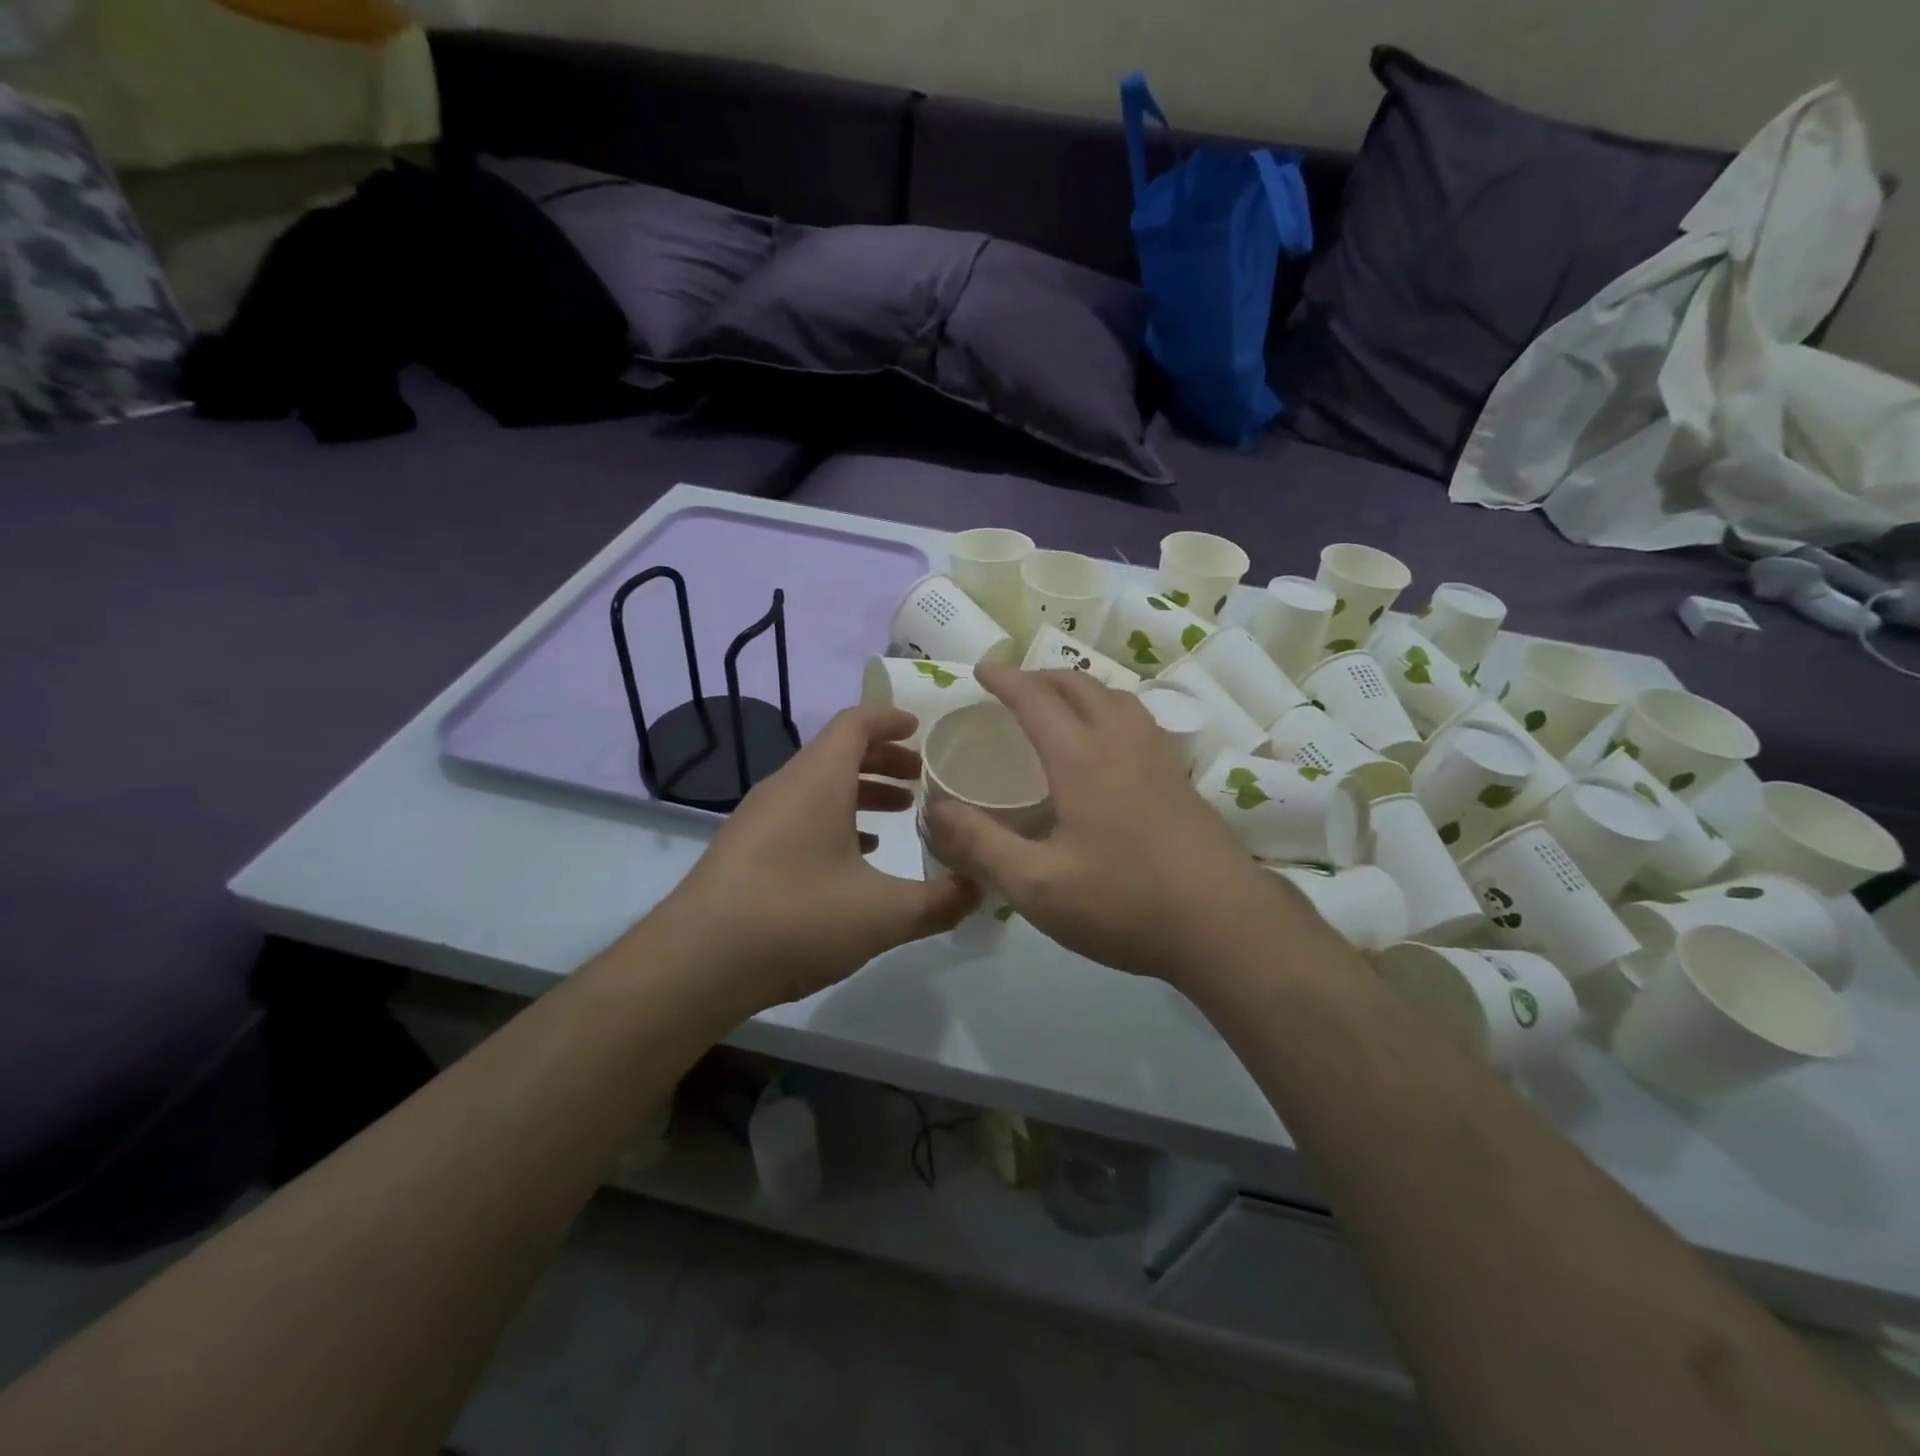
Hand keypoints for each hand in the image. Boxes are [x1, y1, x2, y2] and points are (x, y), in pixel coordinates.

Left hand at [661, 705, 977, 1011]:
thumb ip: (939, 901)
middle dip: (884, 760)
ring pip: (818, 787)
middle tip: (922, 779)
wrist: (694, 964)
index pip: (855, 724)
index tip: (922, 730)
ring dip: (860, 792)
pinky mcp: (746, 850)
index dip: (891, 720)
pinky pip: (799, 816)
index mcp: (817, 780)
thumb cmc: (795, 918)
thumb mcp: (883, 914)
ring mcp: (759, 818)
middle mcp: (785, 787)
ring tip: (900, 814)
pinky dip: (835, 821)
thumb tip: (981, 889)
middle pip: (838, 753)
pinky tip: (856, 857)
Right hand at [925, 667, 1296, 986]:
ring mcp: (1160, 759)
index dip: (1005, 680)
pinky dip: (1111, 711)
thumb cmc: (1124, 903)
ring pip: (1117, 698)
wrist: (1225, 926)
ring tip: (1061, 707)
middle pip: (1080, 687)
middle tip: (1014, 688)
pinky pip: (1140, 722)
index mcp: (1082, 759)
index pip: (1036, 700)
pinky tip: (1110, 747)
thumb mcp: (1036, 886)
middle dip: (1042, 677)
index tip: (980, 670)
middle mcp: (1122, 744)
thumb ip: (981, 845)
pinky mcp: (1182, 780)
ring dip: (1081, 690)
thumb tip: (935, 810)